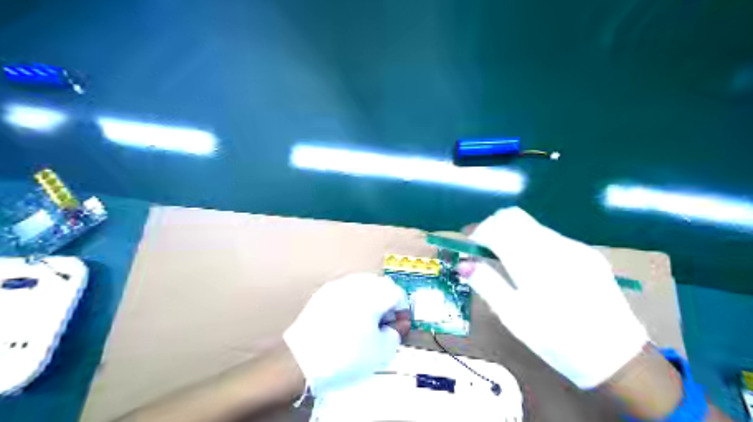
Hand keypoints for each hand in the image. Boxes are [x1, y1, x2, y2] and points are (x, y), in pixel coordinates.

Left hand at [285, 274, 410, 394]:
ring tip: (365, 322)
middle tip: (383, 324)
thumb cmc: (348, 357)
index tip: (399, 327)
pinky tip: (347, 320)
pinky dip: (353, 301)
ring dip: (370, 299)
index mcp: (373, 295)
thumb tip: (398, 324)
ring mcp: (338, 286)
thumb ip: (396, 333)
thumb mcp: (382, 351)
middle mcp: (356, 284)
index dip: (402, 310)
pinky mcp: (323, 293)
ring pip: (363, 285)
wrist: (302, 360)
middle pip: (381, 286)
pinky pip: (346, 291)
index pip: (397, 293)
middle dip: (387, 302)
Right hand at [462, 208, 650, 388]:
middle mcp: (555, 246)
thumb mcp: (514, 317)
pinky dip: (530, 242)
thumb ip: (486, 284)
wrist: (616, 357)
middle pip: (512, 216)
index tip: (468, 248)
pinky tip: (533, 268)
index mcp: (534, 263)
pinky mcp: (587, 252)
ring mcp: (574, 246)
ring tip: (506, 260)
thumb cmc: (556, 341)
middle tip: (483, 250)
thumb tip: (463, 264)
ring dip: (510, 234)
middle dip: (491, 227)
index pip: (496, 227)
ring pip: (531, 224)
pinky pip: (549, 236)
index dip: (477, 232)